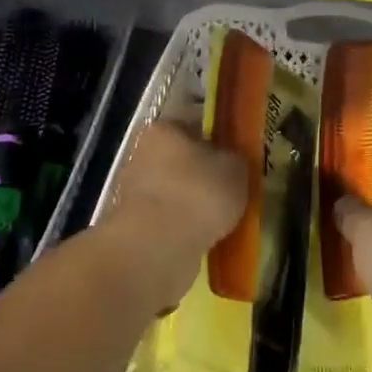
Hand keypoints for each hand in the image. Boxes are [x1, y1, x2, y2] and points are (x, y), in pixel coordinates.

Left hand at [97, 117, 248, 311]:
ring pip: (174, 190)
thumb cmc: (198, 194)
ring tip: (224, 218)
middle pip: (181, 158)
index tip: (237, 153)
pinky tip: (206, 237)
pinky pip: (168, 220)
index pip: (194, 122)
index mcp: (164, 129)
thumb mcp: (236, 169)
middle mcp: (142, 154)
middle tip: (234, 187)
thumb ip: (236, 158)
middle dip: (204, 172)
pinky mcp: (133, 225)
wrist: (157, 248)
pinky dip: (185, 227)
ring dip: (194, 202)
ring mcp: (134, 191)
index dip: (218, 136)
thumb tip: (232, 160)